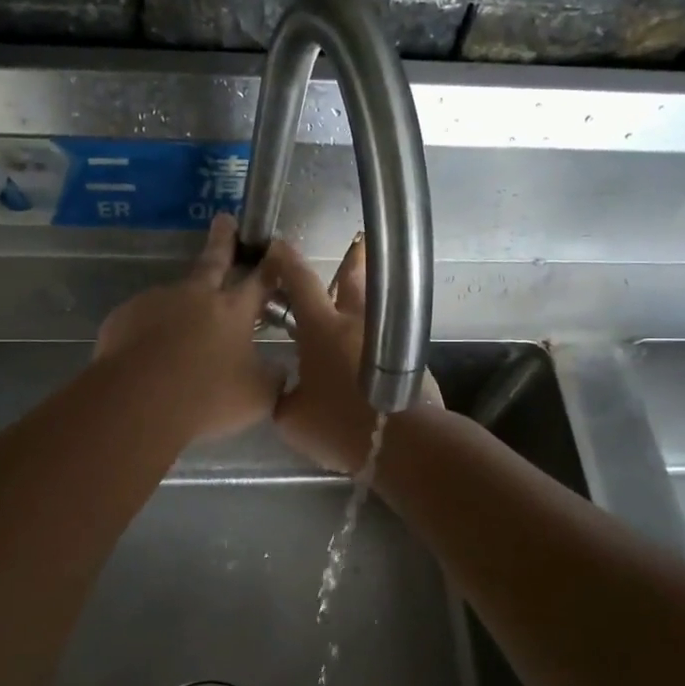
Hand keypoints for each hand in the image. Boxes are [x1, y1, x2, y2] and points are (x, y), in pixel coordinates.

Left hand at [95, 213, 280, 442]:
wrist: (138, 402)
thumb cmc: (207, 397)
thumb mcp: (257, 396)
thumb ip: (272, 378)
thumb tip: (277, 370)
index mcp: (233, 310)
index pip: (259, 280)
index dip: (270, 265)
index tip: (275, 248)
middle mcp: (195, 296)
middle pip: (212, 261)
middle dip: (222, 240)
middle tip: (223, 220)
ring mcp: (156, 301)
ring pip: (174, 298)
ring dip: (180, 308)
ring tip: (177, 341)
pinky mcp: (123, 316)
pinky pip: (142, 321)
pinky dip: (149, 332)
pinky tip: (148, 357)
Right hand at [263, 235, 442, 473]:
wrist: (402, 443)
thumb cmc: (340, 425)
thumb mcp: (293, 418)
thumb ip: (284, 397)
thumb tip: (288, 391)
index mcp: (322, 328)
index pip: (301, 281)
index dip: (285, 261)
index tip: (275, 247)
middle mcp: (356, 324)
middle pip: (354, 279)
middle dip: (352, 259)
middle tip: (355, 242)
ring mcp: (387, 340)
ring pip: (375, 307)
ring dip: (365, 298)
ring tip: (359, 298)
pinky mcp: (409, 360)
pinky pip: (386, 339)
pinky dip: (375, 337)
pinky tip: (366, 354)